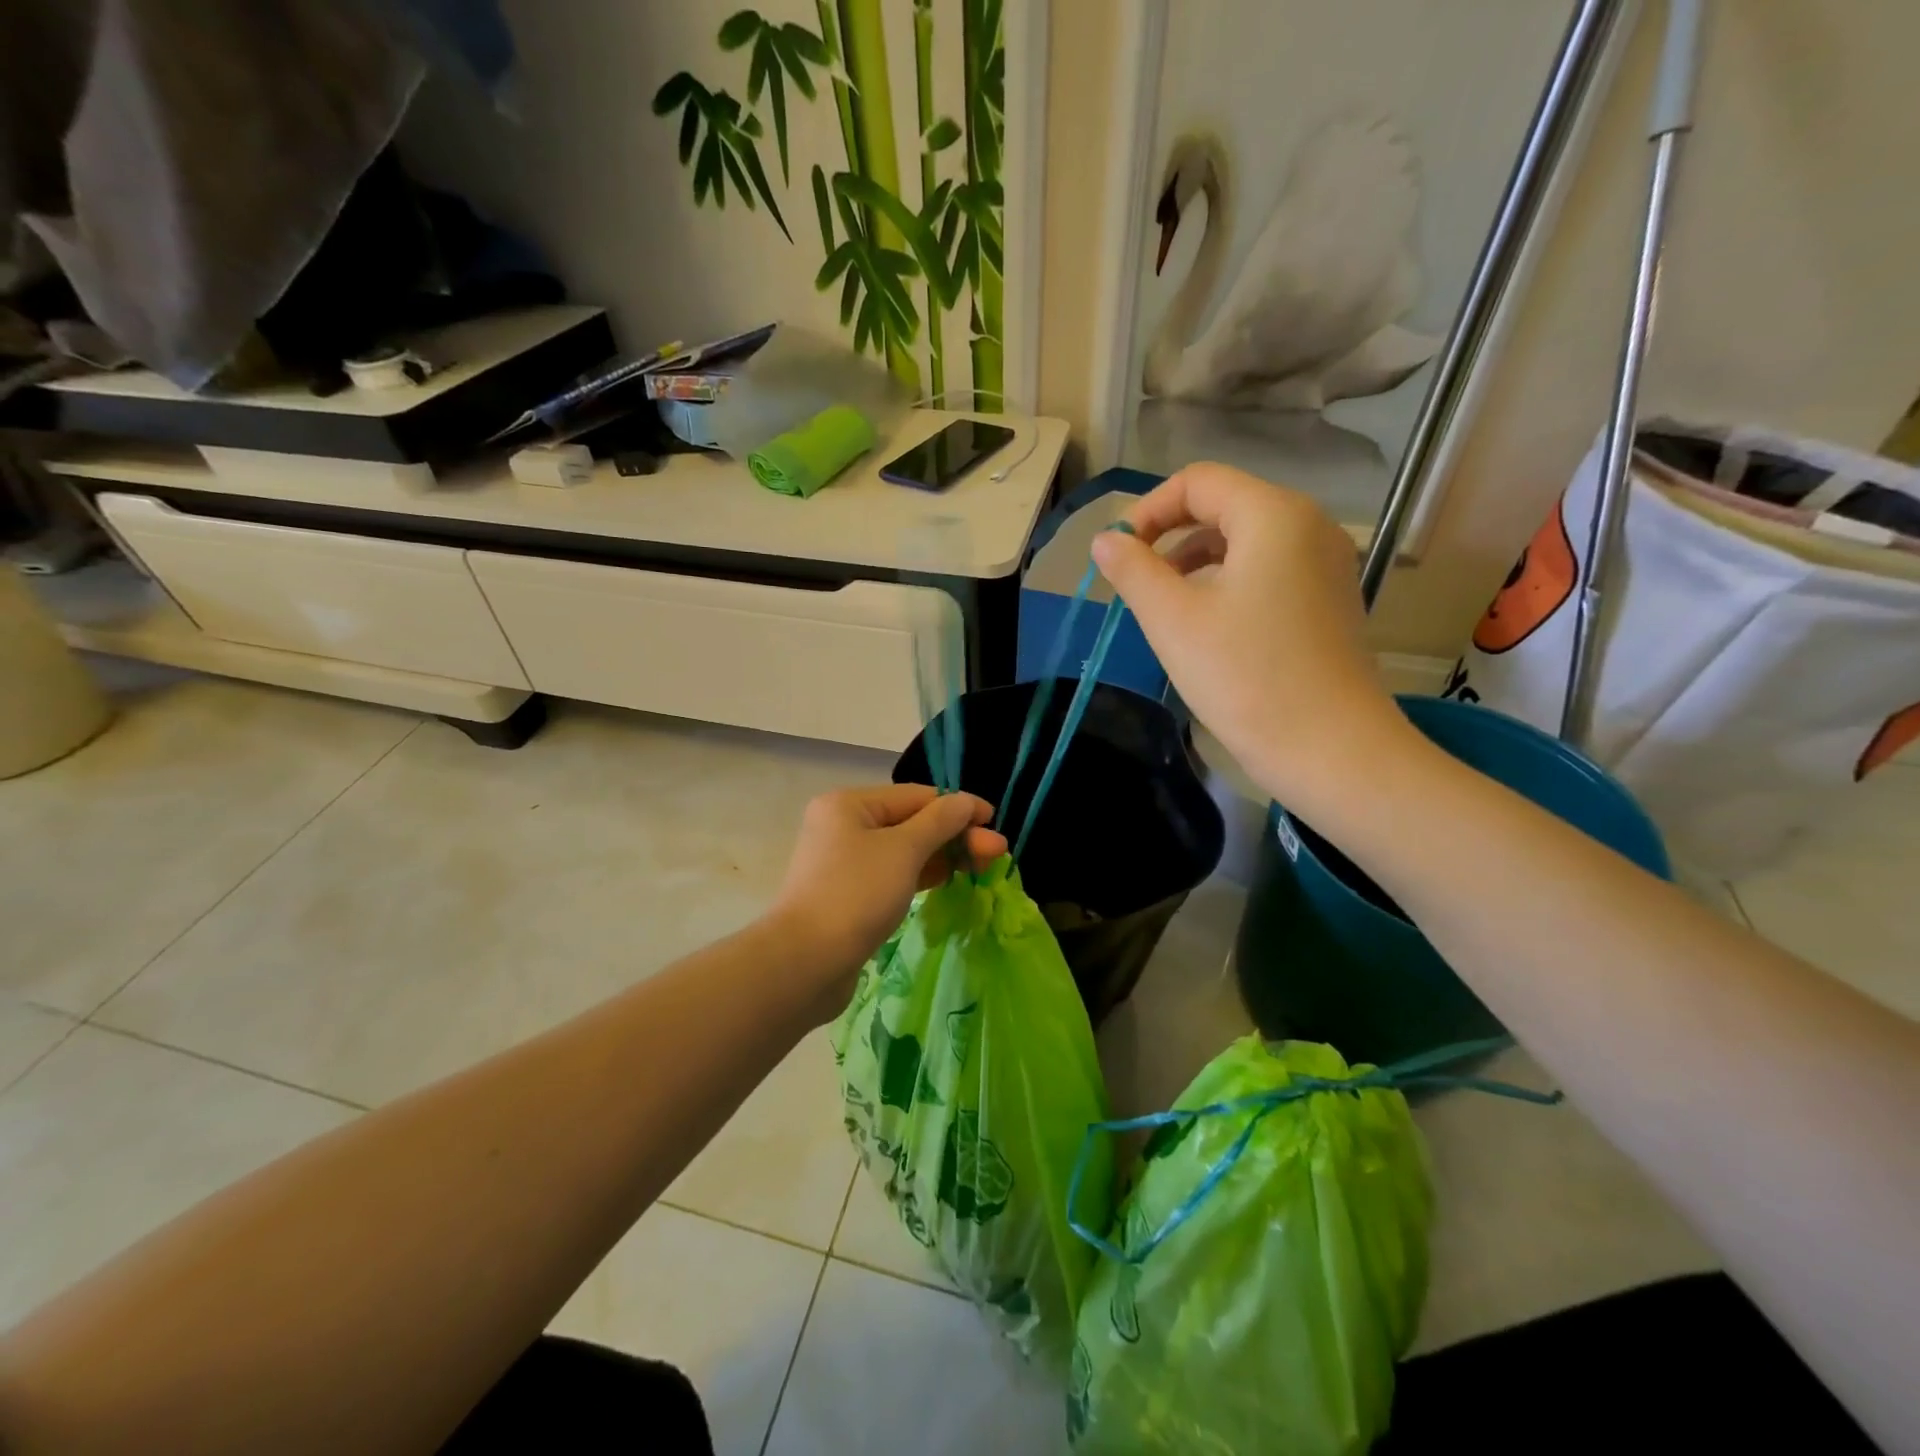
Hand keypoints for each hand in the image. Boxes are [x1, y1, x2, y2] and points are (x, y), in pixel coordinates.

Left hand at [769, 785, 1005, 1016]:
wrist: (805, 963)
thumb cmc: (856, 894)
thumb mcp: (904, 850)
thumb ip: (940, 822)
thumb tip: (965, 802)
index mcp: (849, 804)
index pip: (916, 795)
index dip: (959, 806)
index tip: (995, 821)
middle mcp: (843, 826)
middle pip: (911, 822)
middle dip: (956, 835)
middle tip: (997, 854)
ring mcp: (845, 863)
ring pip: (905, 851)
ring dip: (944, 856)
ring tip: (983, 868)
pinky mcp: (850, 895)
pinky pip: (894, 875)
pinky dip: (923, 875)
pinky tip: (949, 880)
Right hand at [1091, 462, 1410, 805]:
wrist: (1331, 750)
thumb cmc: (1245, 678)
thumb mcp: (1173, 620)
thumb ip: (1133, 570)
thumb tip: (1106, 539)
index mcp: (1274, 515)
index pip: (1198, 482)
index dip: (1148, 510)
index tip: (1119, 556)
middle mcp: (1309, 525)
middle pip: (1224, 506)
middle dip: (1170, 537)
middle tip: (1135, 585)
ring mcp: (1327, 564)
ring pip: (1246, 541)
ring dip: (1195, 562)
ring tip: (1164, 608)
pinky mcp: (1329, 600)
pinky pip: (1269, 571)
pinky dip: (1228, 583)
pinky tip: (1207, 627)